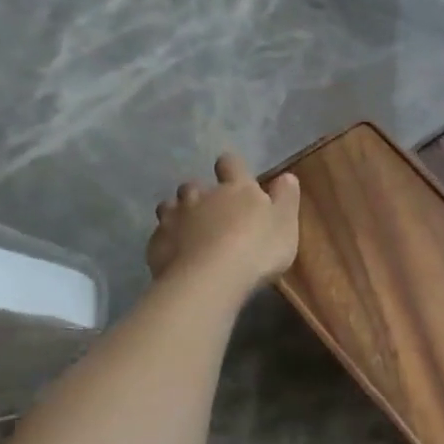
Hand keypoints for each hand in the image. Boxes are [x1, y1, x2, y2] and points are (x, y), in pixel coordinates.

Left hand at [146, 152, 300, 294]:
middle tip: (212, 212)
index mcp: (236, 189)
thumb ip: (286, 197)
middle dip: (200, 194)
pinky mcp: (156, 243)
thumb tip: (287, 176)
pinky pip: (159, 235)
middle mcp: (201, 196)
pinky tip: (176, 255)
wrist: (210, 279)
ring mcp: (174, 218)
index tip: (234, 176)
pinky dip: (168, 241)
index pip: (231, 164)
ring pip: (170, 206)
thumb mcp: (286, 223)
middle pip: (194, 185)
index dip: (232, 167)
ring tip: (190, 232)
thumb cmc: (257, 248)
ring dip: (179, 214)